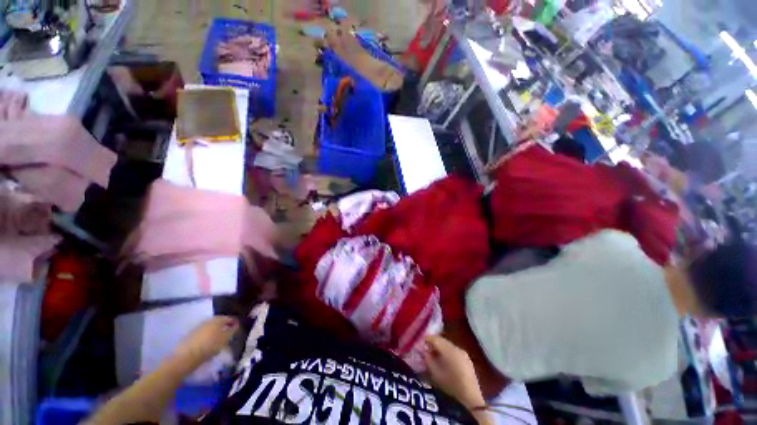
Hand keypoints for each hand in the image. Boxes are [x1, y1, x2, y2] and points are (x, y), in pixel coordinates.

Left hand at [172, 316, 238, 369]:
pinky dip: (208, 337)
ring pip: (211, 328)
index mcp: (218, 319)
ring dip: (216, 332)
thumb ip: (232, 330)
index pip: (230, 318)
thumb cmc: (209, 346)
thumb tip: (236, 325)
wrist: (186, 357)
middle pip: (219, 322)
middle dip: (225, 327)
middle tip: (229, 334)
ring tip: (219, 341)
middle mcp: (208, 320)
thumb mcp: (225, 339)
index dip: (235, 322)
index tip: (238, 328)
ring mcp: (198, 327)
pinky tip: (209, 345)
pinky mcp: (191, 336)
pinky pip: (203, 334)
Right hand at [423, 335, 485, 408]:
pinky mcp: (467, 359)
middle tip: (426, 348)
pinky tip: (444, 360)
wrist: (471, 399)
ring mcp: (463, 353)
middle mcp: (457, 348)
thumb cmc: (450, 386)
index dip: (427, 339)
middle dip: (433, 343)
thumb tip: (424, 351)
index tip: (420, 342)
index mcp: (449, 350)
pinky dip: (447, 352)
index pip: (435, 338)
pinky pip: (454, 350)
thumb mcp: (435, 374)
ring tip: (434, 354)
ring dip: (440, 347)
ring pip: (448, 345)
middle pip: (442, 340)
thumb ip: (428, 359)